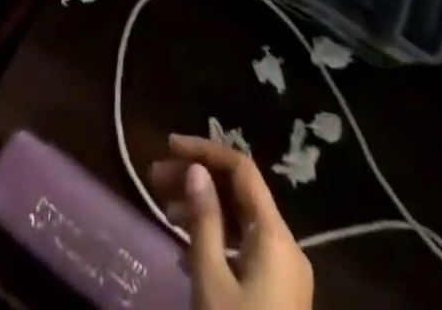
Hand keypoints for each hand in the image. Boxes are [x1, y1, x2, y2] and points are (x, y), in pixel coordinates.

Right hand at [151, 135, 312, 309]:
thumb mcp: (211, 282)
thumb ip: (204, 220)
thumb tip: (196, 170)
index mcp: (276, 235)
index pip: (242, 170)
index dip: (205, 150)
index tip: (168, 147)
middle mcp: (286, 246)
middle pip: (241, 194)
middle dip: (199, 180)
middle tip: (155, 178)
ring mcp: (284, 274)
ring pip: (242, 222)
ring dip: (205, 208)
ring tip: (163, 209)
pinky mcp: (277, 297)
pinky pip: (245, 249)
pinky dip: (217, 237)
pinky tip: (186, 248)